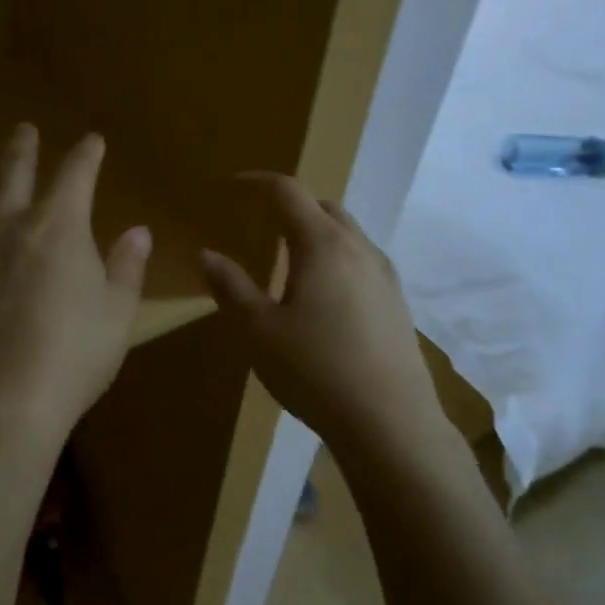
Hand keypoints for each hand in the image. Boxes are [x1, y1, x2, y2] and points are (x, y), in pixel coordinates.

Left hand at [0, 126, 150, 448]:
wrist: (6, 402)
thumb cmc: (74, 356)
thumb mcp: (118, 313)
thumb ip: (126, 267)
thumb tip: (138, 231)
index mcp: (59, 227)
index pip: (76, 175)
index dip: (87, 154)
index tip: (93, 142)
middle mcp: (9, 226)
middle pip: (16, 174)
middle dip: (23, 149)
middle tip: (24, 129)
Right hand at [199, 174, 445, 456]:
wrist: (390, 422)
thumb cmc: (315, 371)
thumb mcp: (258, 332)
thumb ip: (231, 287)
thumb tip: (206, 254)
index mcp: (322, 245)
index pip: (287, 192)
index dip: (256, 182)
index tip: (231, 186)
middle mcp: (359, 248)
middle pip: (322, 207)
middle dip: (289, 205)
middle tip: (259, 221)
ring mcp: (384, 275)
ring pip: (347, 233)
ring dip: (316, 231)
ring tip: (289, 257)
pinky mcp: (397, 301)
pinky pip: (362, 260)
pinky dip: (336, 257)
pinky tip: (324, 293)